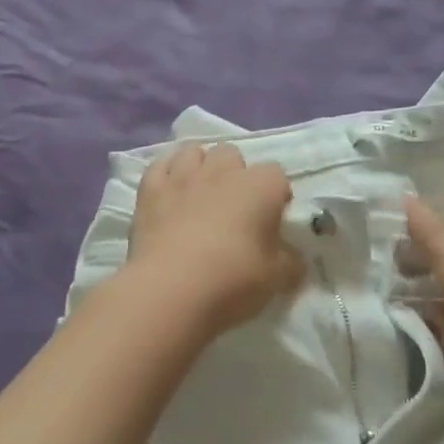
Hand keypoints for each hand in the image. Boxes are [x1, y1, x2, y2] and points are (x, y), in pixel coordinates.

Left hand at [127, 142, 303, 336]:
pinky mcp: (150, 190)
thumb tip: (294, 260)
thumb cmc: (233, 280)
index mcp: (260, 186)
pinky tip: (169, 192)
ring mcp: (183, 177)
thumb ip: (290, 263)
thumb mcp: (277, 279)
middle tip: (235, 206)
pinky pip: (159, 166)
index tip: (272, 219)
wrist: (170, 290)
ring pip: (194, 152)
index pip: (277, 174)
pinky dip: (166, 174)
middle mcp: (222, 171)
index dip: (276, 195)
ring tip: (200, 195)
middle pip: (232, 154)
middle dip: (235, 174)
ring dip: (200, 167)